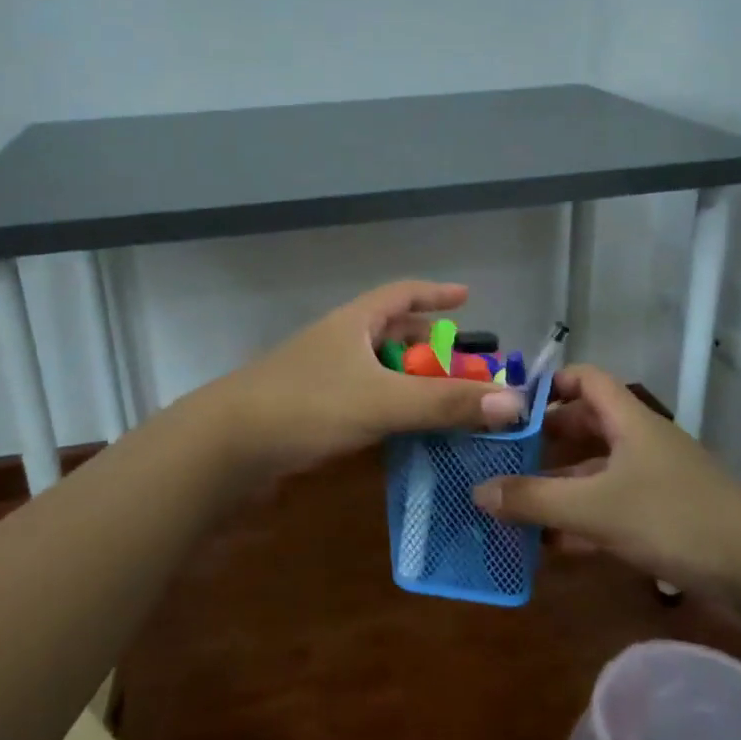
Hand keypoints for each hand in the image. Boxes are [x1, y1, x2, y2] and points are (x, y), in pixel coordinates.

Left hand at [205, 280, 524, 477]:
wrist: (227, 446)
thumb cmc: (306, 405)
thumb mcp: (381, 401)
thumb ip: (444, 403)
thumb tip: (514, 403)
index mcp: (355, 323)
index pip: (402, 293)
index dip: (435, 293)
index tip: (467, 297)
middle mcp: (340, 343)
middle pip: (395, 334)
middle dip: (433, 348)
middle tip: (469, 370)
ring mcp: (324, 378)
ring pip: (381, 372)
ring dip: (415, 384)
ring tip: (449, 403)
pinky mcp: (314, 412)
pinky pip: (366, 402)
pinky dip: (392, 411)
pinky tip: (409, 433)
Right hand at [472, 365, 740, 592]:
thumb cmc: (674, 518)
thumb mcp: (596, 508)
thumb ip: (534, 500)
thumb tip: (477, 491)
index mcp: (628, 420)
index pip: (585, 379)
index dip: (548, 384)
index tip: (508, 406)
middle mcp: (639, 443)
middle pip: (584, 428)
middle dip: (543, 442)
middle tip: (499, 458)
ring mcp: (652, 483)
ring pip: (594, 474)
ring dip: (557, 487)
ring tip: (512, 504)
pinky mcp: (662, 520)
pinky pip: (609, 510)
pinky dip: (580, 522)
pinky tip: (549, 546)